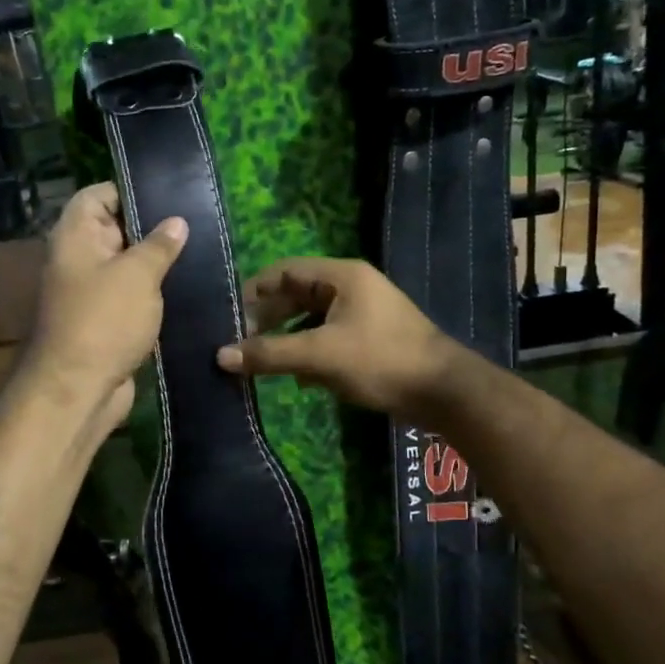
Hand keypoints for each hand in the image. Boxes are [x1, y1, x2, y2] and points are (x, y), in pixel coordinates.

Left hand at [19, 182, 186, 427]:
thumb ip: (159, 245)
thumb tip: (177, 222)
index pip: (98, 195)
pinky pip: (131, 296)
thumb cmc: (104, 320)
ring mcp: (91, 292)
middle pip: (115, 229)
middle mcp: (79, 259)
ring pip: (127, 266)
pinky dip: (153, 293)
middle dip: (152, 227)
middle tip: (197, 223)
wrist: (79, 389)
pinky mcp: (105, 321)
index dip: (130, 191)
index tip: (169, 195)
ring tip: (200, 253)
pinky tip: (187, 289)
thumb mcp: (138, 275)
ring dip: (156, 264)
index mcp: (75, 236)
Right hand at [215, 257, 460, 420]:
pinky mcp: (369, 340)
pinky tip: (298, 378)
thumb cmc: (380, 361)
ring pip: (311, 319)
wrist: (443, 392)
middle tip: (241, 342)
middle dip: (268, 318)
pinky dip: (309, 353)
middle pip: (297, 294)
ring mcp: (362, 314)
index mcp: (342, 276)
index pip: (285, 270)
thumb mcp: (320, 356)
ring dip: (287, 338)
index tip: (229, 315)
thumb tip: (221, 355)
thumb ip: (270, 353)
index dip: (254, 290)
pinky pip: (328, 338)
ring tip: (262, 361)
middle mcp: (351, 288)